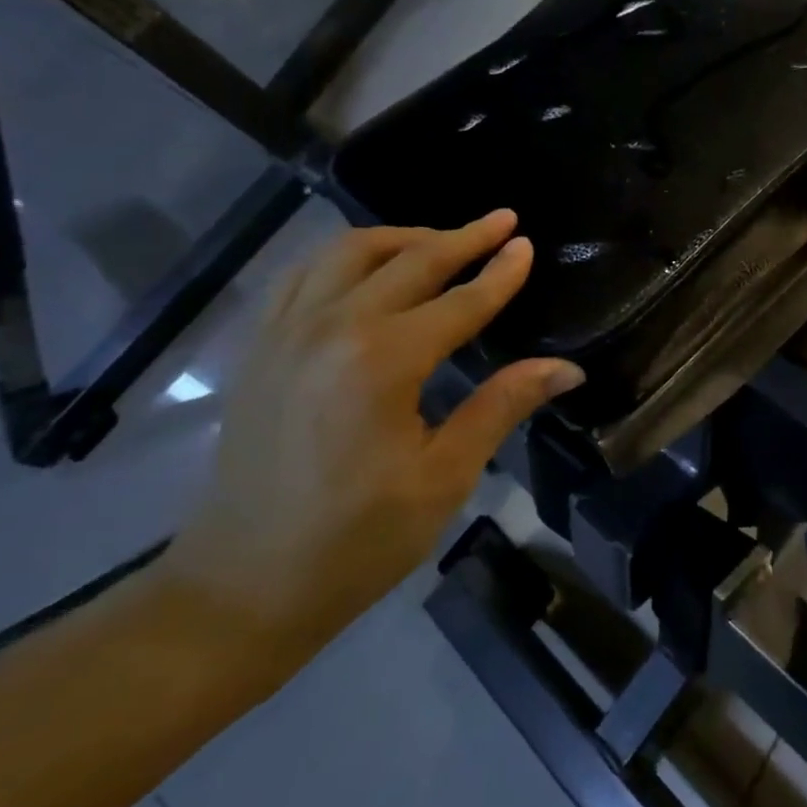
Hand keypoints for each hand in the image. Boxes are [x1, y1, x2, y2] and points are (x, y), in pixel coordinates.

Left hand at [154, 214, 582, 690]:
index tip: (527, 245)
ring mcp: (285, 332)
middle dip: (461, 237)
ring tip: (443, 239)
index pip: (459, 301)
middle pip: (408, 261)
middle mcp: (330, 327)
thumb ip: (502, 406)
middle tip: (502, 220)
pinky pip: (304, 273)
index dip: (499, 273)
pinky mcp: (259, 346)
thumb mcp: (443, 478)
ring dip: (403, 237)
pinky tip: (368, 267)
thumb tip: (567, 368)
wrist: (240, 586)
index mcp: (382, 362)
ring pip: (349, 253)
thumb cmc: (355, 541)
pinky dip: (346, 256)